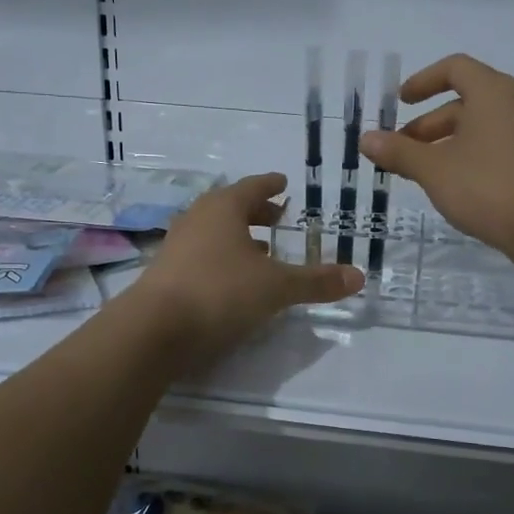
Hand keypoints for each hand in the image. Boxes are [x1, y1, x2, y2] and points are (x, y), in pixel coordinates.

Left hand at [126, 173, 362, 364]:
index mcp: (223, 209)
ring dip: (238, 236)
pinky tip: (233, 279)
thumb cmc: (219, 292)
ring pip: (213, 232)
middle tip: (277, 216)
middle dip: (256, 211)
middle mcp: (197, 219)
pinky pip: (201, 254)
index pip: (252, 187)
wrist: (154, 330)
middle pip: (230, 207)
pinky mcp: (166, 274)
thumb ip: (316, 281)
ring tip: (260, 249)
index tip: (284, 183)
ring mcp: (177, 246)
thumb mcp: (276, 287)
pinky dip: (221, 257)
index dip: (271, 186)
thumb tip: (359, 276)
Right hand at [361, 54, 513, 262]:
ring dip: (446, 145)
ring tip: (421, 174)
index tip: (400, 102)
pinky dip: (468, 160)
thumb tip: (366, 138)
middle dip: (428, 124)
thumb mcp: (435, 169)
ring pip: (479, 130)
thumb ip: (399, 152)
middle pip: (465, 102)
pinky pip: (494, 151)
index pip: (455, 68)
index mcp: (492, 93)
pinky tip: (453, 190)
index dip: (423, 81)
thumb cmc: (489, 186)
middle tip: (401, 149)